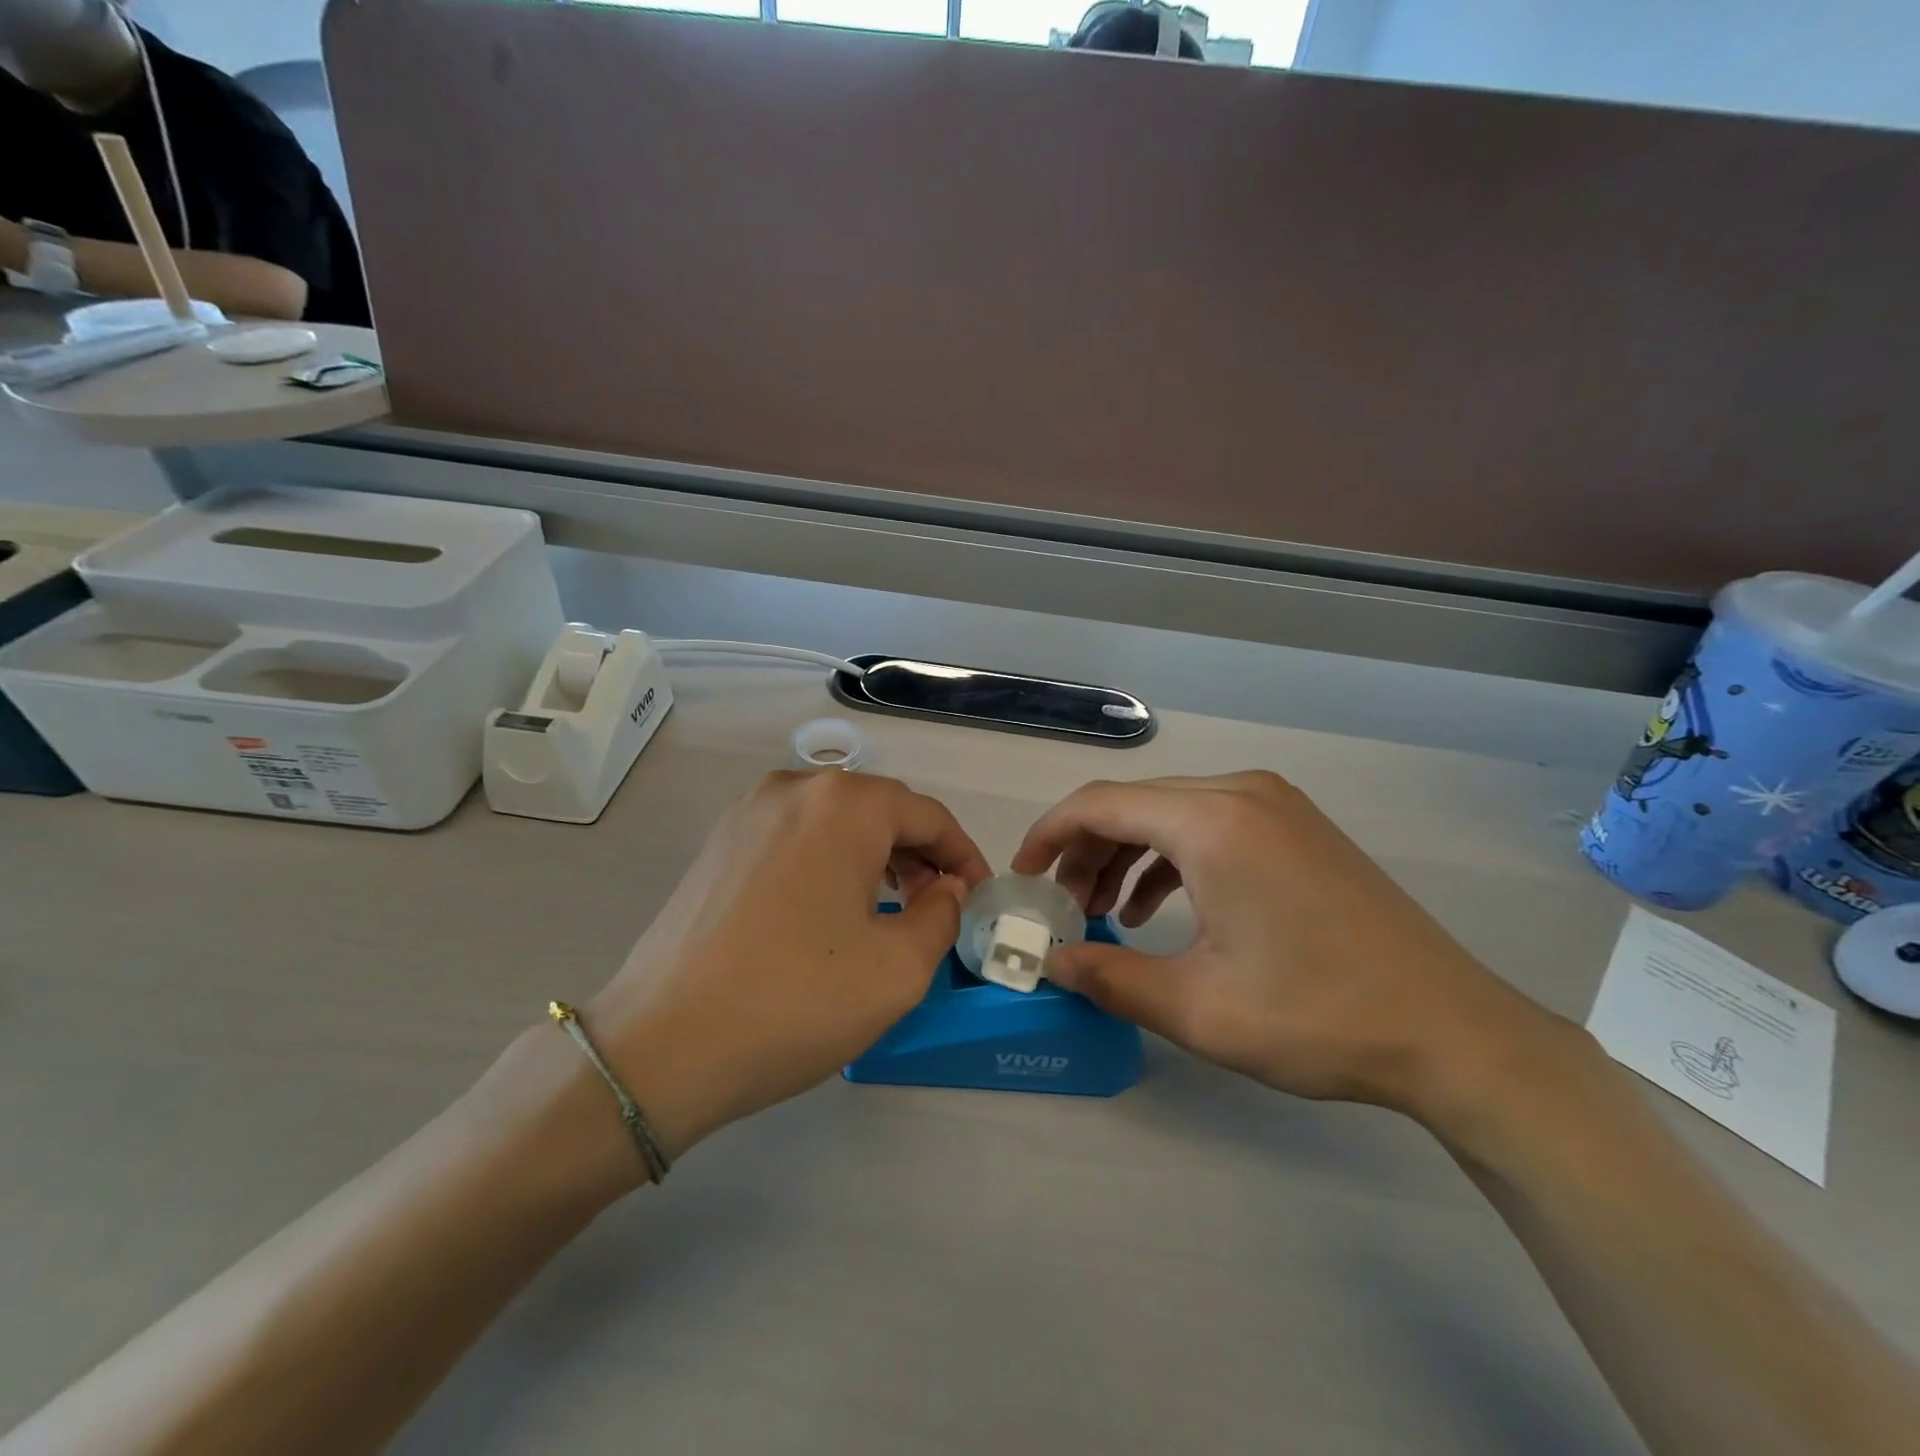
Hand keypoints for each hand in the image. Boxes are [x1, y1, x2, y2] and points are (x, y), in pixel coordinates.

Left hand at [582, 770, 991, 1170]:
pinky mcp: (719, 844)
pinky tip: (832, 908)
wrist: (658, 1047)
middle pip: (880, 810)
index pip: (928, 816)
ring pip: (835, 822)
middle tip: (939, 904)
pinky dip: (829, 861)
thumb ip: (942, 915)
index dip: (964, 855)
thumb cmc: (795, 1001)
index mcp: (844, 805)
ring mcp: (747, 813)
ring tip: (893, 905)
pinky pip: (795, 837)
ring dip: (875, 856)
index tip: (979, 896)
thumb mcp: (898, 968)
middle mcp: (794, 788)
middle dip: (920, 853)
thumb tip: (944, 888)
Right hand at [1012, 772, 1563, 1117]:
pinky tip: (1158, 909)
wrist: (1454, 1033)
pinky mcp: (1297, 827)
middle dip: (1085, 852)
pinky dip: (1171, 859)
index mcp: (1211, 821)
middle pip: (1133, 805)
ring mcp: (1276, 806)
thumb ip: (1108, 976)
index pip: (1098, 804)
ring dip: (1126, 856)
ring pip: (1170, 814)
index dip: (1047, 836)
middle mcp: (1240, 793)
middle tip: (1061, 907)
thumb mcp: (1196, 1007)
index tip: (1022, 878)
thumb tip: (1049, 962)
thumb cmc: (1317, 1016)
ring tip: (1103, 912)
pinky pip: (1210, 826)